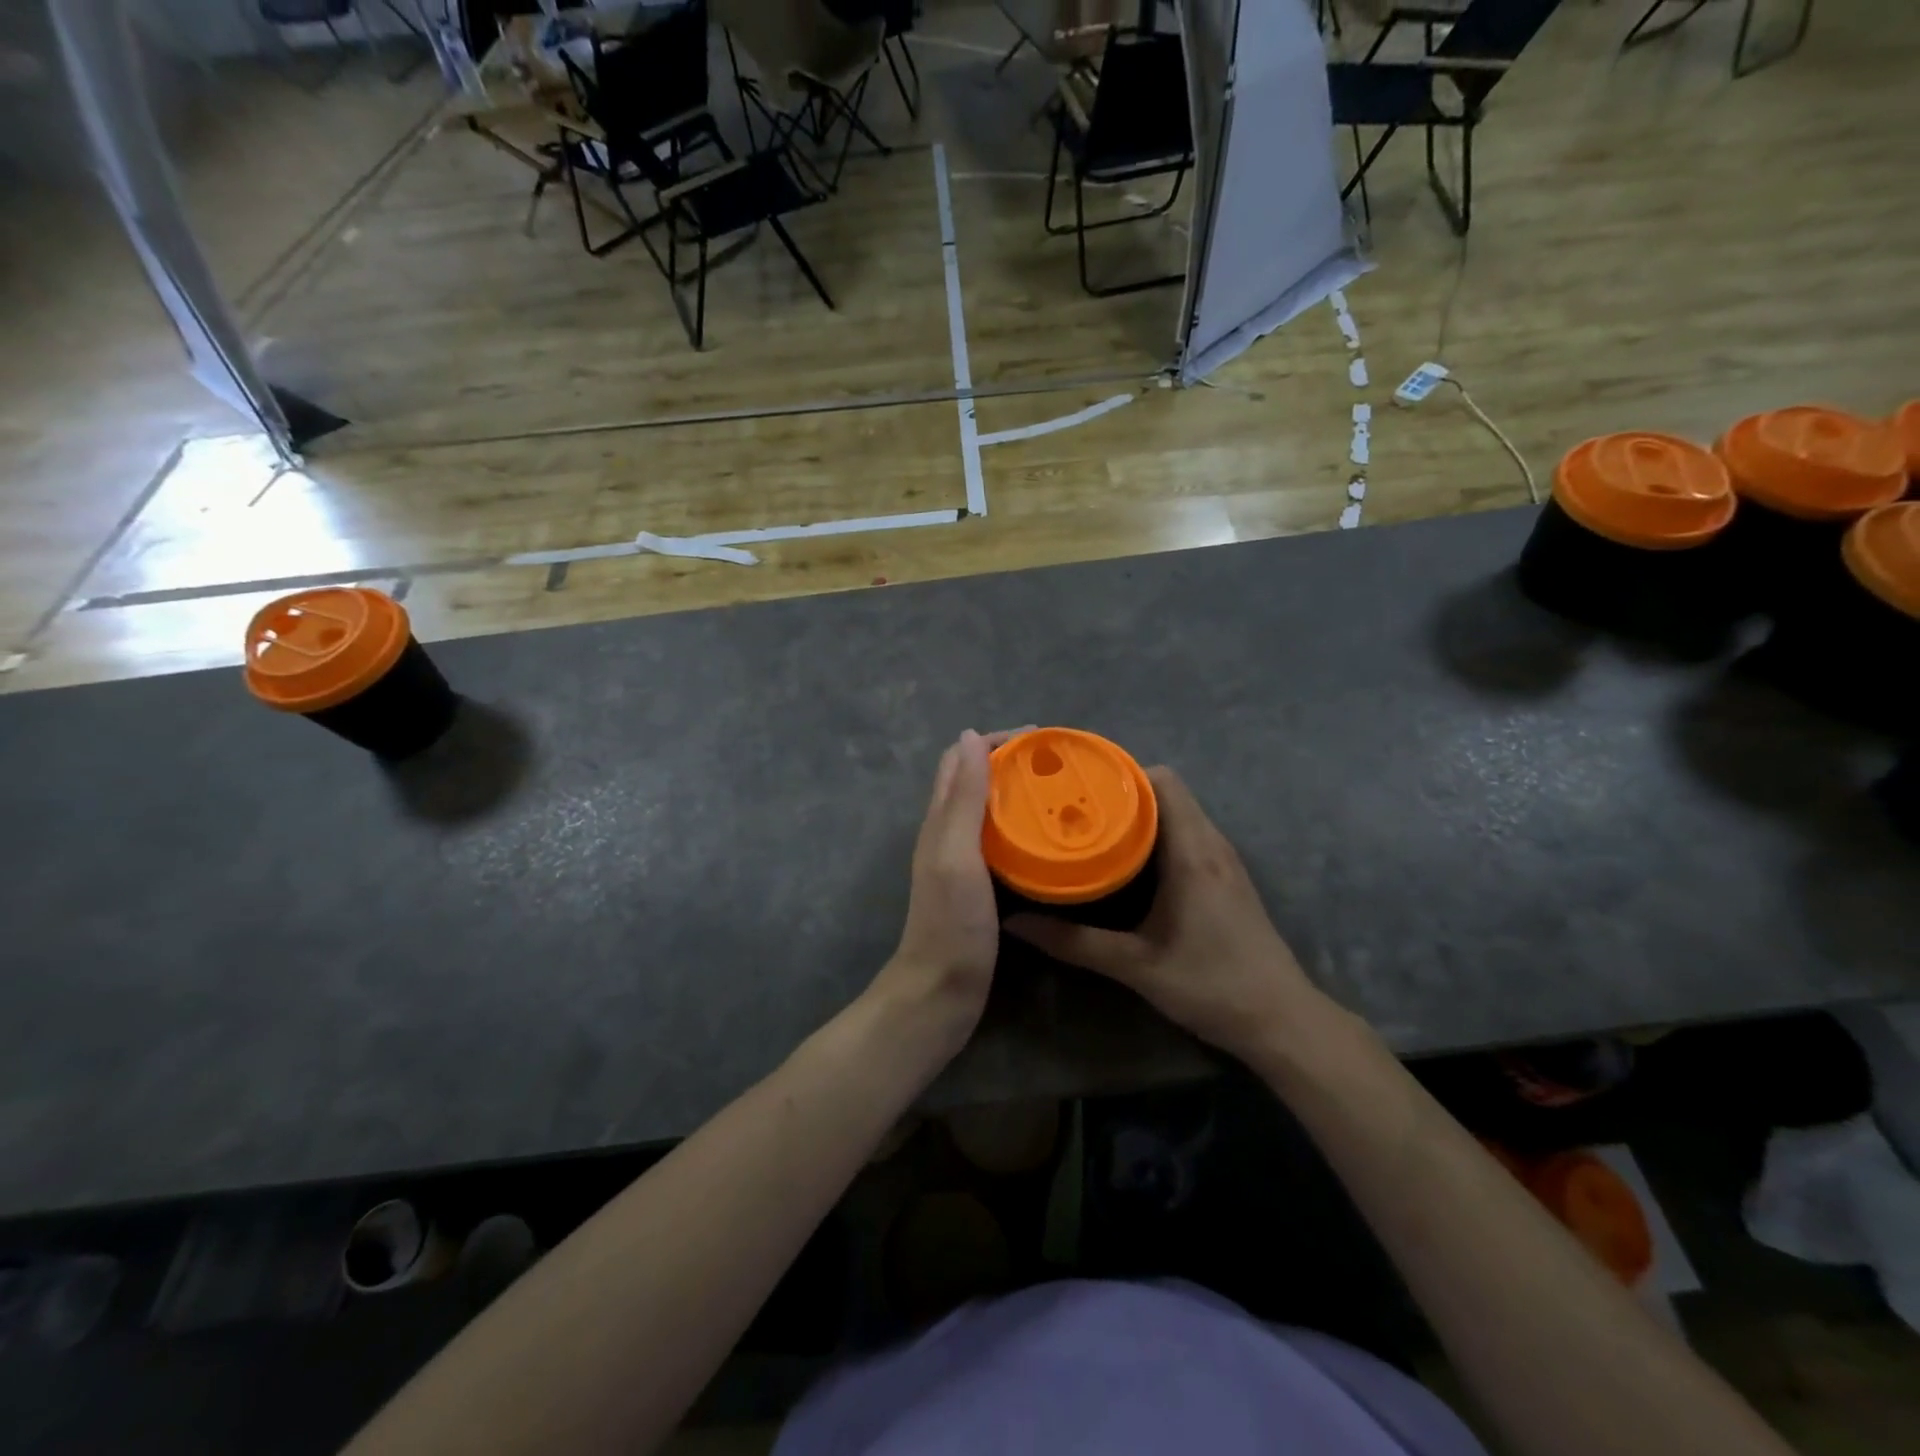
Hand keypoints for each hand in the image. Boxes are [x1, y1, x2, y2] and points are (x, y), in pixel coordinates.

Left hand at [867, 728, 1029, 1059]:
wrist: (941, 991)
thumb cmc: (951, 922)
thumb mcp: (957, 853)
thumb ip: (964, 797)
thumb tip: (969, 735)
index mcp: (940, 820)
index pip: (962, 760)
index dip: (996, 741)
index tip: (1040, 739)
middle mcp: (948, 833)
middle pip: (976, 781)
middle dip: (1011, 763)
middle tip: (1058, 765)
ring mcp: (962, 861)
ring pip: (990, 811)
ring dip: (1018, 794)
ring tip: (1060, 793)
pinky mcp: (979, 886)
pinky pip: (1001, 842)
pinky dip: (1022, 828)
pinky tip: (1048, 839)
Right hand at [1005, 766, 1330, 1070]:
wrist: (1281, 1020)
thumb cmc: (1212, 986)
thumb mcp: (1136, 966)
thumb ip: (1074, 943)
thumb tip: (1015, 924)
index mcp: (1193, 853)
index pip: (1162, 781)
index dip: (1120, 774)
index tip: (1078, 786)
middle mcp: (1211, 844)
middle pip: (1166, 790)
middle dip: (1120, 792)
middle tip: (1074, 808)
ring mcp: (1223, 859)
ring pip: (1177, 812)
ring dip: (1138, 813)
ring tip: (1091, 827)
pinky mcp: (1225, 876)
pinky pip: (1186, 833)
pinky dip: (1155, 833)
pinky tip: (1125, 860)